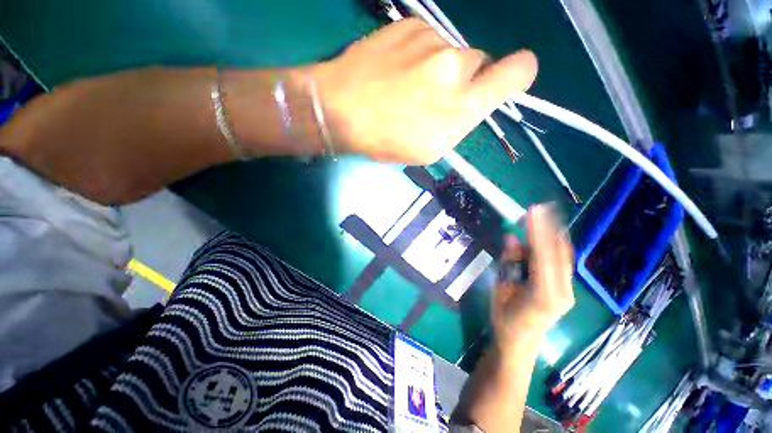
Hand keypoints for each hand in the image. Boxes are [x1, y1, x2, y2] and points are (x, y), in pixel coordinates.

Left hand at [306, 18, 537, 163]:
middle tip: (436, 97)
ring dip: (440, 69)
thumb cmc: (385, 140)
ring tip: (408, 86)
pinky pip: (429, 41)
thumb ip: (459, 124)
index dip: (517, 74)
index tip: (507, 81)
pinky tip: (396, 70)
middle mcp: (455, 67)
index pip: (517, 72)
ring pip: (452, 52)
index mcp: (461, 106)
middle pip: (481, 62)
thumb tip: (470, 104)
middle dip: (466, 79)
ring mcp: (433, 41)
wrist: (341, 109)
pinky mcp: (411, 25)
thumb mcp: (429, 149)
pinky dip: (420, 56)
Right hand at [492, 205, 574, 352]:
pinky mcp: (566, 289)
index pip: (543, 256)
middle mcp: (563, 292)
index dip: (538, 231)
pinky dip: (554, 245)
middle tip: (538, 208)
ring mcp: (568, 291)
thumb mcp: (500, 290)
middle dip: (548, 227)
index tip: (532, 211)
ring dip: (551, 234)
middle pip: (558, 253)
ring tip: (539, 217)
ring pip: (563, 255)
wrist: (521, 344)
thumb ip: (509, 263)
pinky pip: (562, 261)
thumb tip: (511, 238)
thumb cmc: (505, 320)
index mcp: (544, 295)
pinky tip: (546, 234)